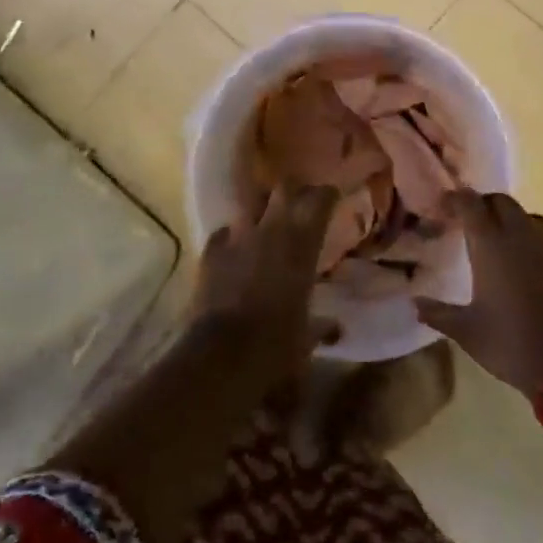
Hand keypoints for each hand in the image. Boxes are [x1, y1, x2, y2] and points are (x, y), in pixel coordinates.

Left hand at [192, 185, 340, 389]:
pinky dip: (231, 238)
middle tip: (300, 203)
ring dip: (260, 211)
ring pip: (251, 204)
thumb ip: (321, 326)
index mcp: (302, 244)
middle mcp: (271, 229)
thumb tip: (334, 327)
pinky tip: (234, 250)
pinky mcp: (209, 251)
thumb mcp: (306, 338)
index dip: (327, 195)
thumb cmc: (276, 344)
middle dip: (294, 191)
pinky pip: (224, 233)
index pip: (320, 199)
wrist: (221, 354)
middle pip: (284, 187)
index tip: (332, 198)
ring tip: (266, 224)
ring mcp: (236, 237)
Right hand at [415, 191, 542, 397]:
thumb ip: (439, 314)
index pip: (470, 203)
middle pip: (501, 201)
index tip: (442, 206)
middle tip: (468, 221)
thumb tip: (415, 303)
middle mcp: (521, 235)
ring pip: (527, 216)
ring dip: (510, 219)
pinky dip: (530, 242)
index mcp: (491, 243)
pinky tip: (525, 266)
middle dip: (482, 204)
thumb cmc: (515, 343)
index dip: (455, 199)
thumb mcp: (469, 333)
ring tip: (497, 239)